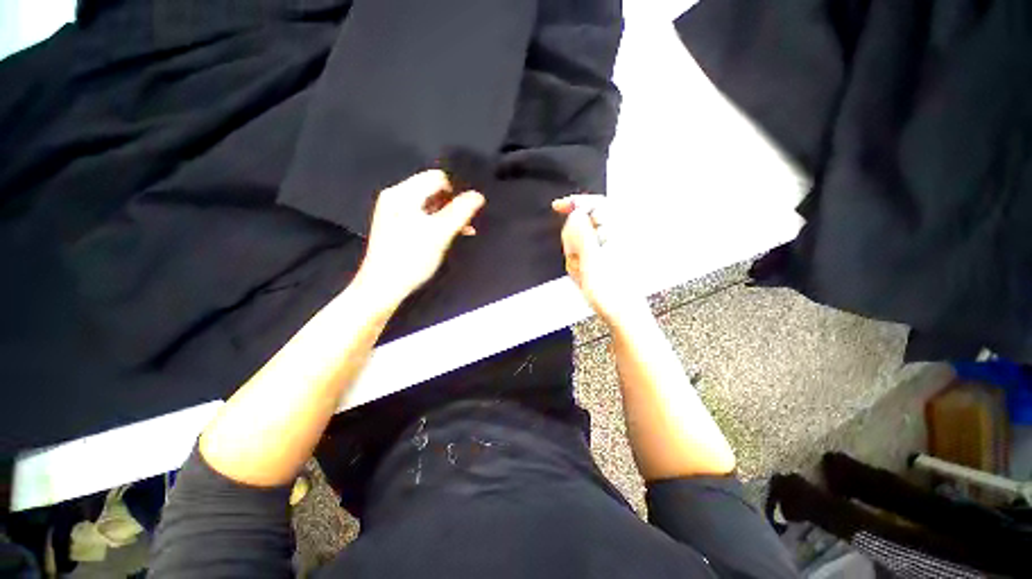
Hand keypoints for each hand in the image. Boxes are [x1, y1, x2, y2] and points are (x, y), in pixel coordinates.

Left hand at [356, 170, 484, 305]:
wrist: (383, 287)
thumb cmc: (411, 259)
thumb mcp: (440, 234)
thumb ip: (460, 212)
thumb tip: (478, 195)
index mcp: (402, 194)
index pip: (437, 178)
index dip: (455, 193)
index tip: (463, 213)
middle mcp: (396, 198)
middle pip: (433, 190)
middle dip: (452, 205)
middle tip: (465, 224)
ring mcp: (395, 213)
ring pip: (430, 205)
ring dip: (447, 215)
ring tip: (462, 231)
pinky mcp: (397, 227)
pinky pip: (422, 216)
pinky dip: (437, 223)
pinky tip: (448, 235)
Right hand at [552, 194, 644, 324]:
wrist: (623, 314)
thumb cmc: (611, 290)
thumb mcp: (591, 260)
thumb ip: (581, 233)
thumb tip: (574, 213)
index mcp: (617, 231)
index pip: (595, 203)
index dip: (575, 202)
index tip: (557, 207)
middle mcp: (616, 236)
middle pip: (585, 224)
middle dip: (573, 241)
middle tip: (575, 259)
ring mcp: (610, 248)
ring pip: (582, 242)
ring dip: (576, 256)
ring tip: (582, 273)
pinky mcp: (606, 259)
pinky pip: (585, 255)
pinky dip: (580, 264)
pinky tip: (584, 277)